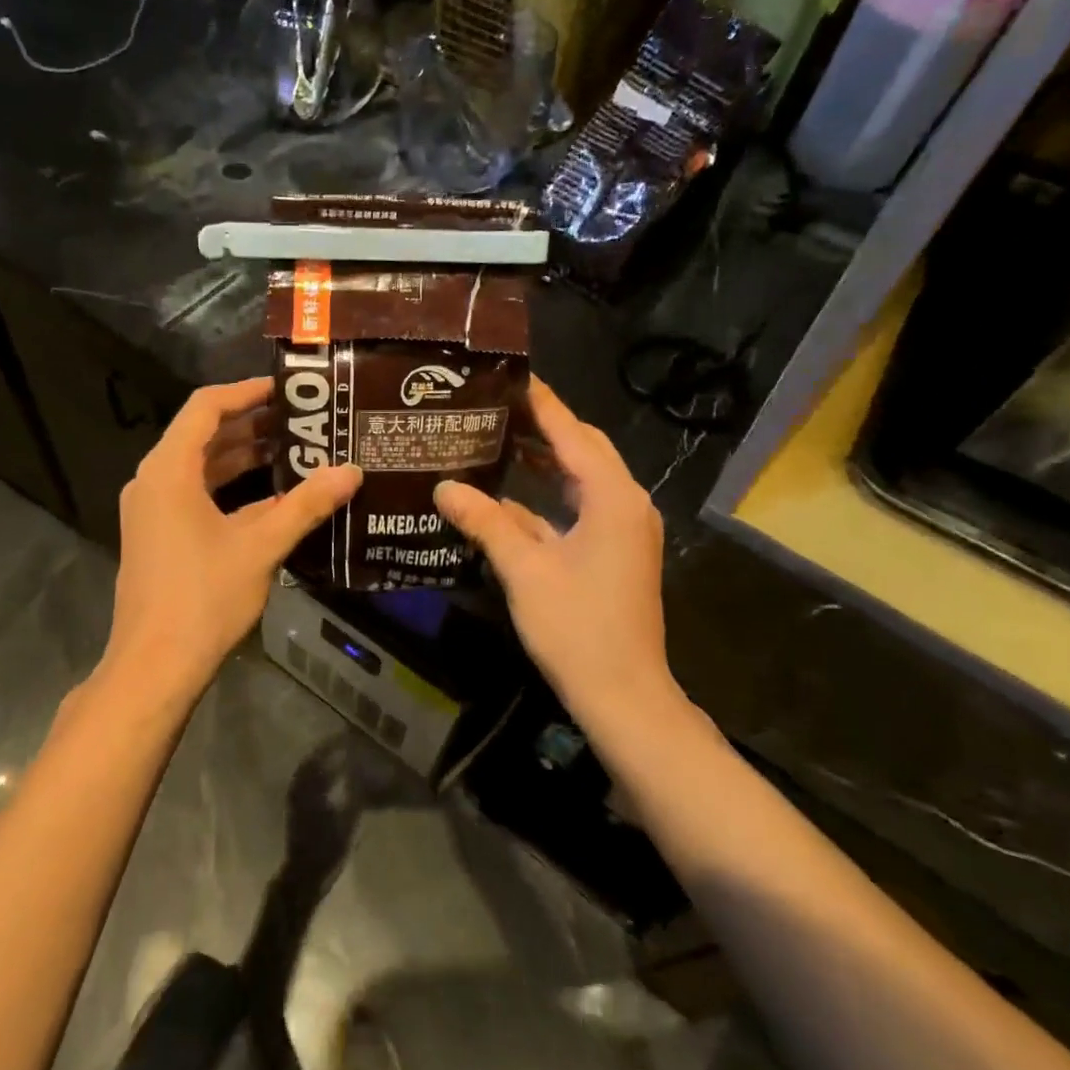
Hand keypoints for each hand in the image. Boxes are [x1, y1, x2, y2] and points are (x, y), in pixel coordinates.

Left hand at [105, 377, 360, 698]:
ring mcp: (153, 510)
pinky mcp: (159, 535)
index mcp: (168, 470)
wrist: (154, 666)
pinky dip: (231, 488)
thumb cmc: (204, 598)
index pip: (206, 407)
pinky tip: (273, 496)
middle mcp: (154, 481)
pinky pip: (196, 494)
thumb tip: (352, 472)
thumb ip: (306, 505)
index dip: (246, 391)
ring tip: (294, 449)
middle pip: (203, 435)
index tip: (287, 389)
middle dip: (251, 424)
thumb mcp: (260, 546)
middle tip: (302, 419)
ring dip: (243, 456)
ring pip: (200, 467)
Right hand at [434, 378, 678, 723]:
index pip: (572, 433)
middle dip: (543, 425)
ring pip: (583, 477)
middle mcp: (626, 503)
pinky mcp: (616, 550)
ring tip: (498, 437)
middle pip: (583, 448)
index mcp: (612, 497)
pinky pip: (582, 505)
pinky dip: (550, 494)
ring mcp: (624, 528)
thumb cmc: (577, 628)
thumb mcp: (524, 570)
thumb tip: (444, 487)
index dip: (541, 403)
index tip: (509, 375)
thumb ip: (485, 522)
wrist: (624, 694)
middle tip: (495, 405)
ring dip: (547, 458)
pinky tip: (510, 494)